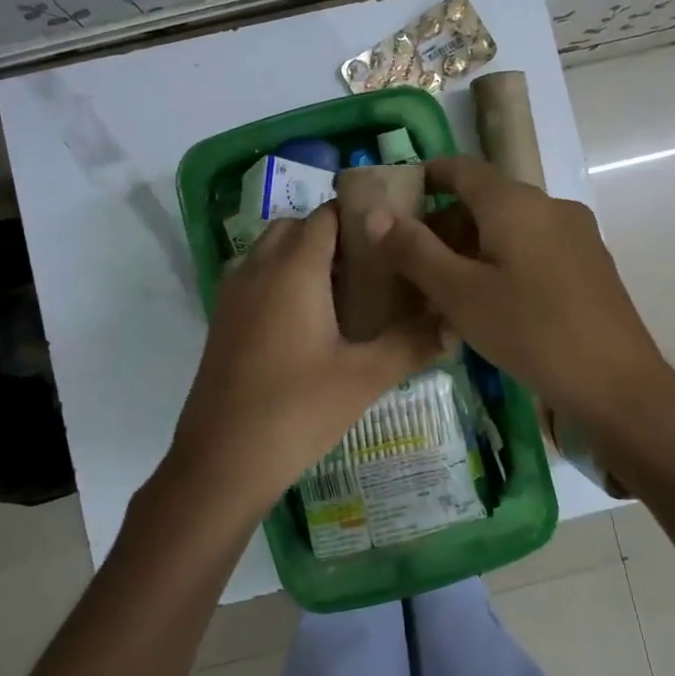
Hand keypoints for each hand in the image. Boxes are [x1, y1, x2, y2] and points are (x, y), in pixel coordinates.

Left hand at [168, 205, 443, 520]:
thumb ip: (412, 343)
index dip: (359, 217)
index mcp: (294, 268)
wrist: (222, 459)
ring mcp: (233, 293)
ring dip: (301, 255)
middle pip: (295, 227)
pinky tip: (306, 322)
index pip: (326, 216)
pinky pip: (253, 276)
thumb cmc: (297, 410)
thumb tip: (454, 324)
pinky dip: (278, 278)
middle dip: (331, 236)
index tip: (391, 236)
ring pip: (269, 250)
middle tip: (370, 268)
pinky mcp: (221, 318)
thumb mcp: (364, 377)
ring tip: (341, 292)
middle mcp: (258, 267)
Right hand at [370, 155, 670, 427]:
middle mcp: (549, 205)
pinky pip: (534, 246)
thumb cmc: (530, 331)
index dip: (425, 177)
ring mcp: (576, 233)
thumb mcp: (459, 293)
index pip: (461, 168)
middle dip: (444, 222)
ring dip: (472, 244)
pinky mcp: (589, 263)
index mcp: (515, 202)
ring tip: (443, 285)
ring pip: (510, 225)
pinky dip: (502, 258)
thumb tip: (376, 214)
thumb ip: (414, 250)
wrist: (617, 383)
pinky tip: (490, 300)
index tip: (396, 200)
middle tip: (410, 259)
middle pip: (485, 198)